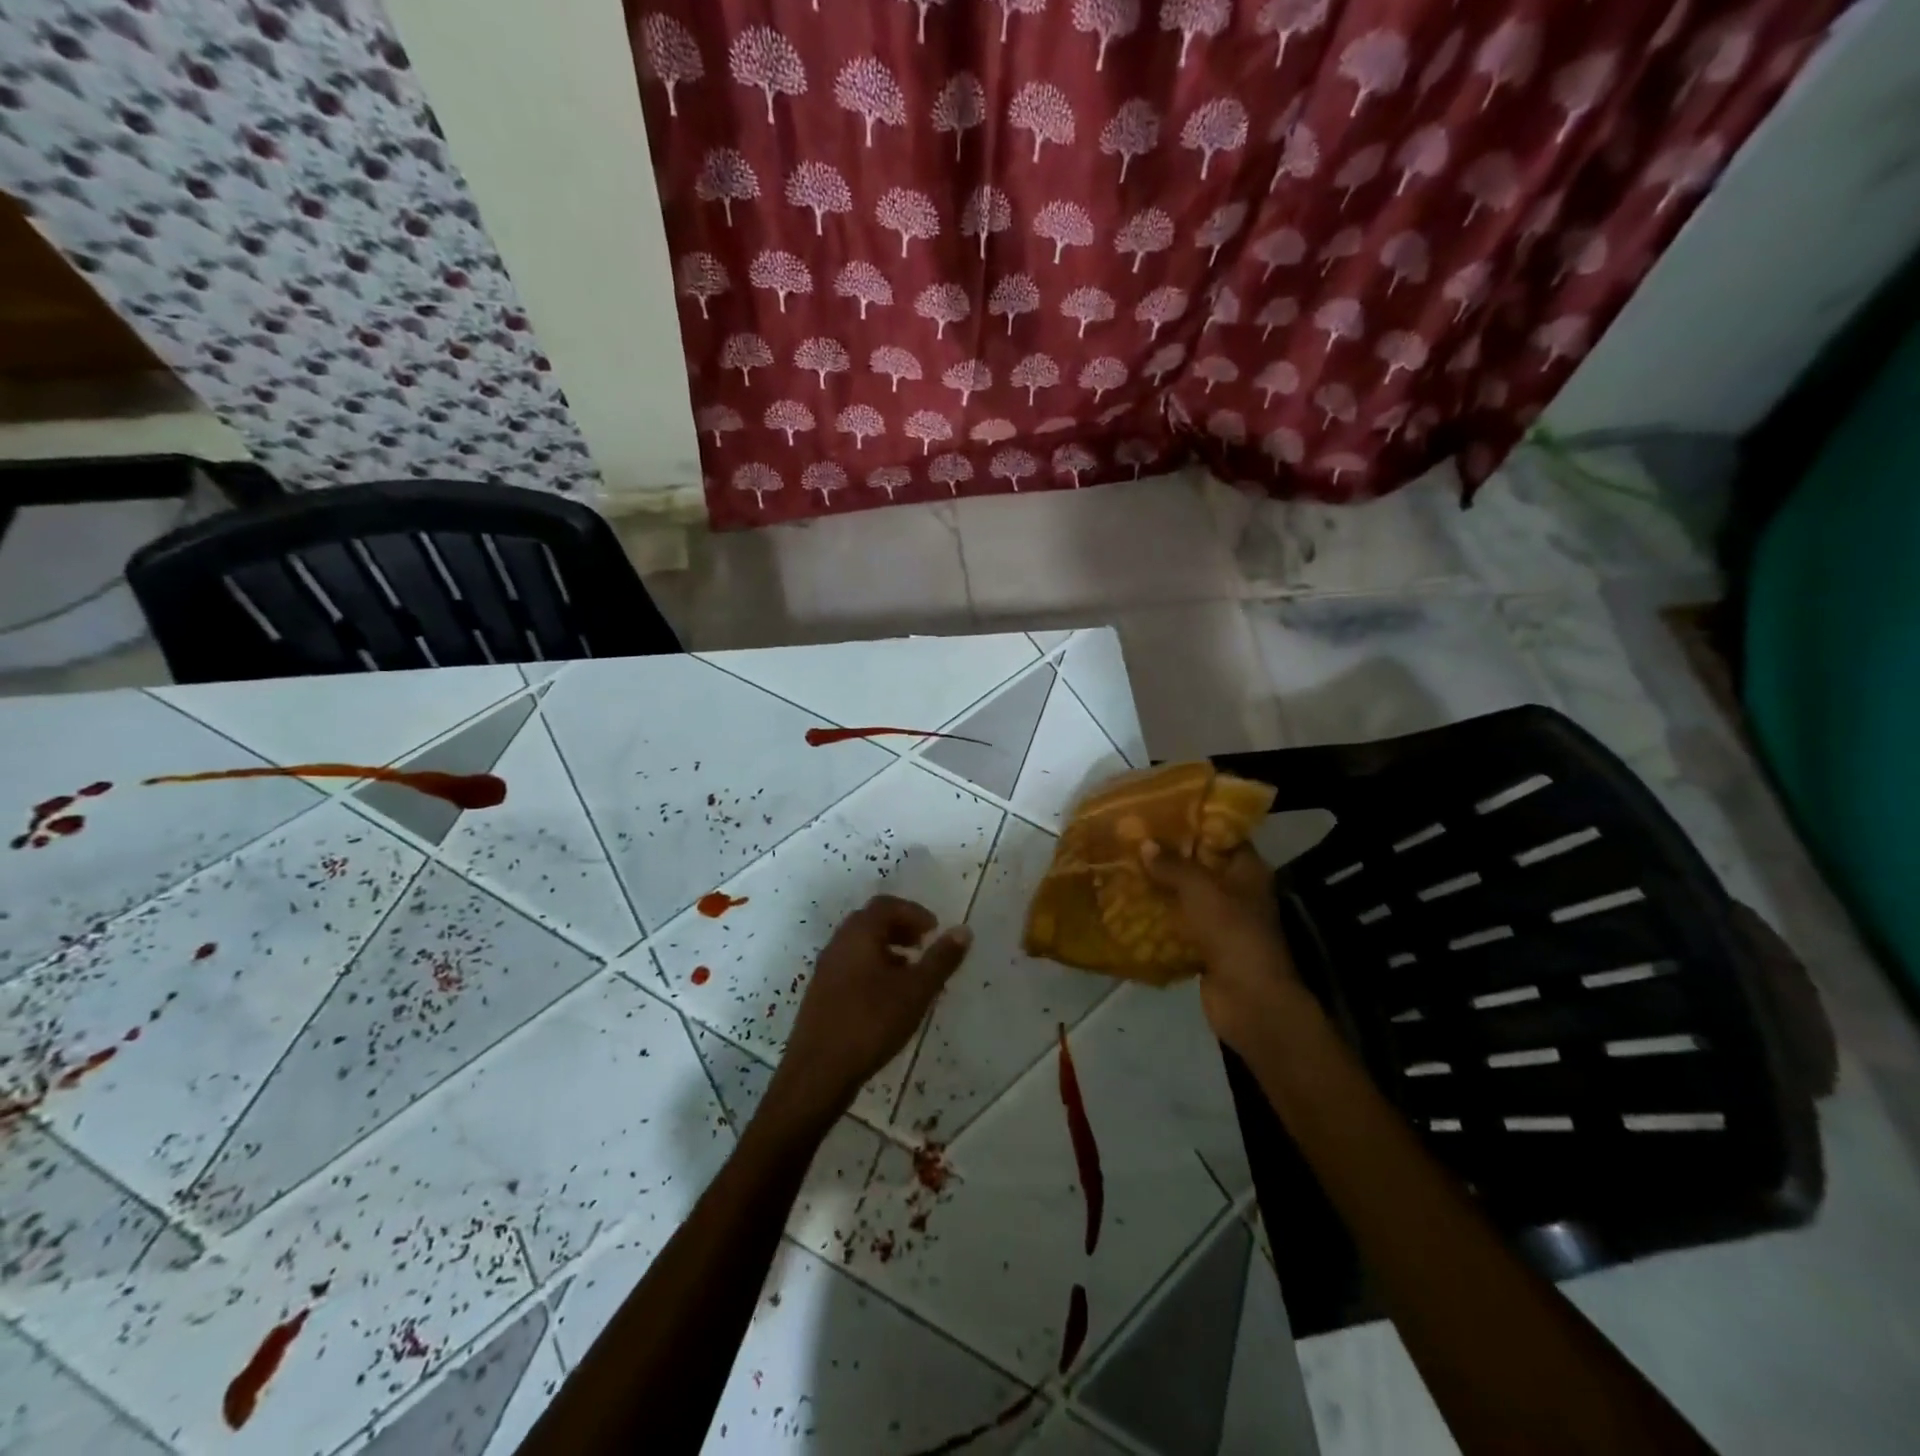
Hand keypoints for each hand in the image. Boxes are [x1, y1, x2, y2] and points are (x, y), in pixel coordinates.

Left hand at [772, 895, 971, 1121]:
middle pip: (871, 921)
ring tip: (911, 972)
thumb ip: (941, 959)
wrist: (818, 1072)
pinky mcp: (821, 994)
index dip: (914, 912)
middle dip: (900, 927)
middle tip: (924, 945)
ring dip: (887, 949)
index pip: (886, 905)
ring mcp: (826, 969)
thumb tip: (963, 930)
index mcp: (858, 934)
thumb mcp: (916, 991)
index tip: (935, 930)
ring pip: (860, 945)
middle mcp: (838, 944)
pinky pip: (851, 966)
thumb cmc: (871, 1023)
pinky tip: (887, 997)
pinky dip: (874, 967)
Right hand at [1141, 842, 1295, 1053]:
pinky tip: (1128, 904)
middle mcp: (1237, 891)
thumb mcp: (1201, 890)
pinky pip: (1177, 924)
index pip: (1221, 835)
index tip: (1159, 811)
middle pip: (1200, 864)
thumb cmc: (1233, 933)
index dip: (1193, 822)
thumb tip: (1144, 843)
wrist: (1249, 1001)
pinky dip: (1157, 916)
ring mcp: (1221, 921)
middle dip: (1168, 854)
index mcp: (1247, 870)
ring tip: (1123, 865)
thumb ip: (1173, 865)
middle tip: (1131, 837)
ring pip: (1186, 895)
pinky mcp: (1205, 946)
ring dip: (1159, 885)